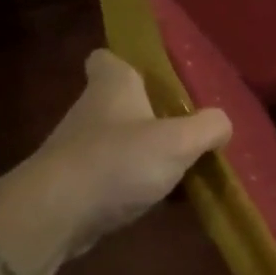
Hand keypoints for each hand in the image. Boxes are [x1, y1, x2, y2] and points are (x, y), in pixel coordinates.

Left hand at [25, 49, 230, 252]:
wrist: (53, 216)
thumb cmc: (117, 162)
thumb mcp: (179, 141)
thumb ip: (209, 127)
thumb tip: (222, 125)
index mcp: (112, 86)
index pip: (107, 58)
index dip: (128, 62)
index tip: (155, 77)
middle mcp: (91, 111)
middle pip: (120, 102)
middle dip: (149, 113)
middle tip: (185, 127)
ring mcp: (77, 149)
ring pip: (117, 141)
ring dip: (142, 152)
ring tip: (179, 168)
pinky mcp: (73, 185)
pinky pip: (110, 176)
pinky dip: (131, 184)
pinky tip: (157, 199)